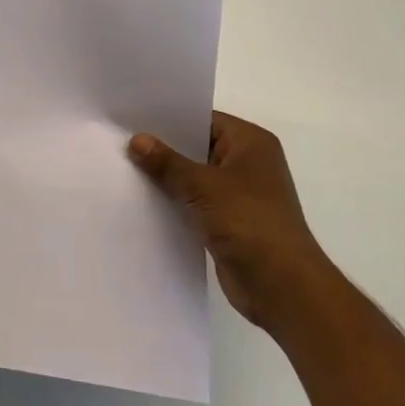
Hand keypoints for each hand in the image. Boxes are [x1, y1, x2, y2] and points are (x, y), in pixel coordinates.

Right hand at [129, 111, 335, 336]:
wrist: (282, 288)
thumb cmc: (248, 222)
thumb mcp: (202, 186)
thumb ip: (167, 162)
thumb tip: (137, 140)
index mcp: (250, 142)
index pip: (204, 119)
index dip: (169, 119)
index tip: (133, 117)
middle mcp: (248, 163)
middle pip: (198, 147)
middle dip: (164, 148)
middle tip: (122, 140)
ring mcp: (240, 194)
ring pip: (195, 177)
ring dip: (168, 178)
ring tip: (125, 168)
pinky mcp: (230, 222)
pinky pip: (196, 203)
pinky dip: (176, 202)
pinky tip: (144, 200)